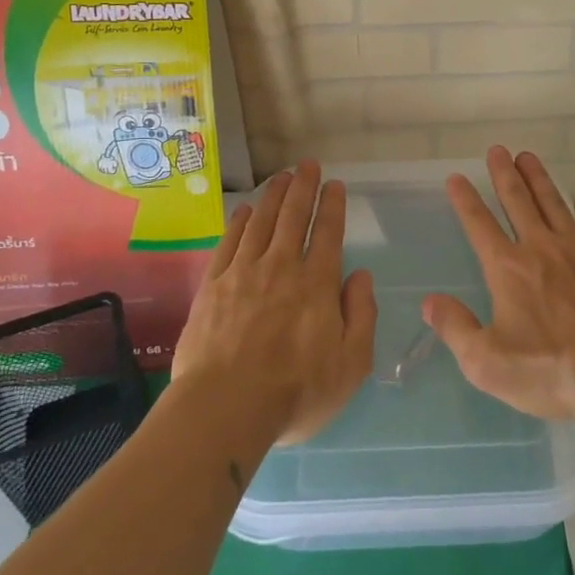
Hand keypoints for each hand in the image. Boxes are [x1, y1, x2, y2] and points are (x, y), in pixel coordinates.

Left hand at [171, 160, 376, 445]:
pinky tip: (244, 211)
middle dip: (303, 187)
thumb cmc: (295, 392)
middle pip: (293, 217)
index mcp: (316, 284)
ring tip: (281, 176)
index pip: (327, 233)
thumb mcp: (351, 364)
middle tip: (307, 164)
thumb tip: (361, 276)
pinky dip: (239, 223)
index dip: (332, 205)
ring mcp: (243, 274)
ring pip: (261, 222)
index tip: (335, 184)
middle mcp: (281, 268)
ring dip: (273, 196)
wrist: (224, 409)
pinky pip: (228, 243)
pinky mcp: (212, 287)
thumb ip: (361, 315)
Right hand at [423, 147, 574, 422]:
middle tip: (497, 149)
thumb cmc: (549, 369)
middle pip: (518, 201)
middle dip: (504, 174)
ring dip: (539, 179)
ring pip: (553, 204)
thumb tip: (430, 301)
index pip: (479, 225)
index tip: (456, 177)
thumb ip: (456, 329)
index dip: (466, 200)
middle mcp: (540, 248)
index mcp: (507, 269)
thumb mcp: (487, 363)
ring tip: (529, 156)